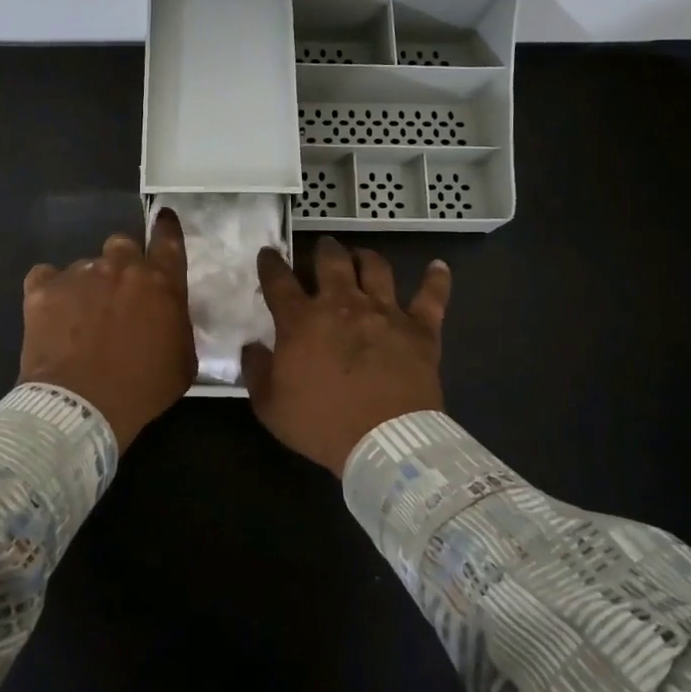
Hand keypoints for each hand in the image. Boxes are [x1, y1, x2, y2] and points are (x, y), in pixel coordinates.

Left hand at [18, 209, 196, 450]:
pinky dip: (51, 291)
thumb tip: (170, 317)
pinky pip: (46, 276)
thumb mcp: (183, 363)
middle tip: (119, 292)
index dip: (167, 227)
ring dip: (88, 284)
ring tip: (81, 317)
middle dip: (123, 262)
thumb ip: (179, 327)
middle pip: (123, 245)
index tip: (164, 218)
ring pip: (86, 264)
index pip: (168, 240)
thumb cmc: (141, 389)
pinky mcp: (43, 289)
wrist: (80, 406)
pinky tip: (52, 313)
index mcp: (160, 283)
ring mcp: (79, 274)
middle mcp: (121, 268)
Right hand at [242, 238, 450, 475]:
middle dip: (324, 250)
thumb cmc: (322, 425)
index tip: (269, 253)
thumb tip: (252, 346)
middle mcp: (342, 304)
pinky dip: (436, 279)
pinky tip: (438, 266)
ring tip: (362, 256)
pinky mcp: (420, 328)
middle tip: (323, 248)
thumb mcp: (270, 407)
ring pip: (376, 267)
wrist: (385, 442)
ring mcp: (384, 311)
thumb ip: (256, 371)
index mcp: (301, 321)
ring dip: (366, 257)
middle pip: (331, 261)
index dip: (271, 263)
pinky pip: (432, 296)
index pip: (278, 280)